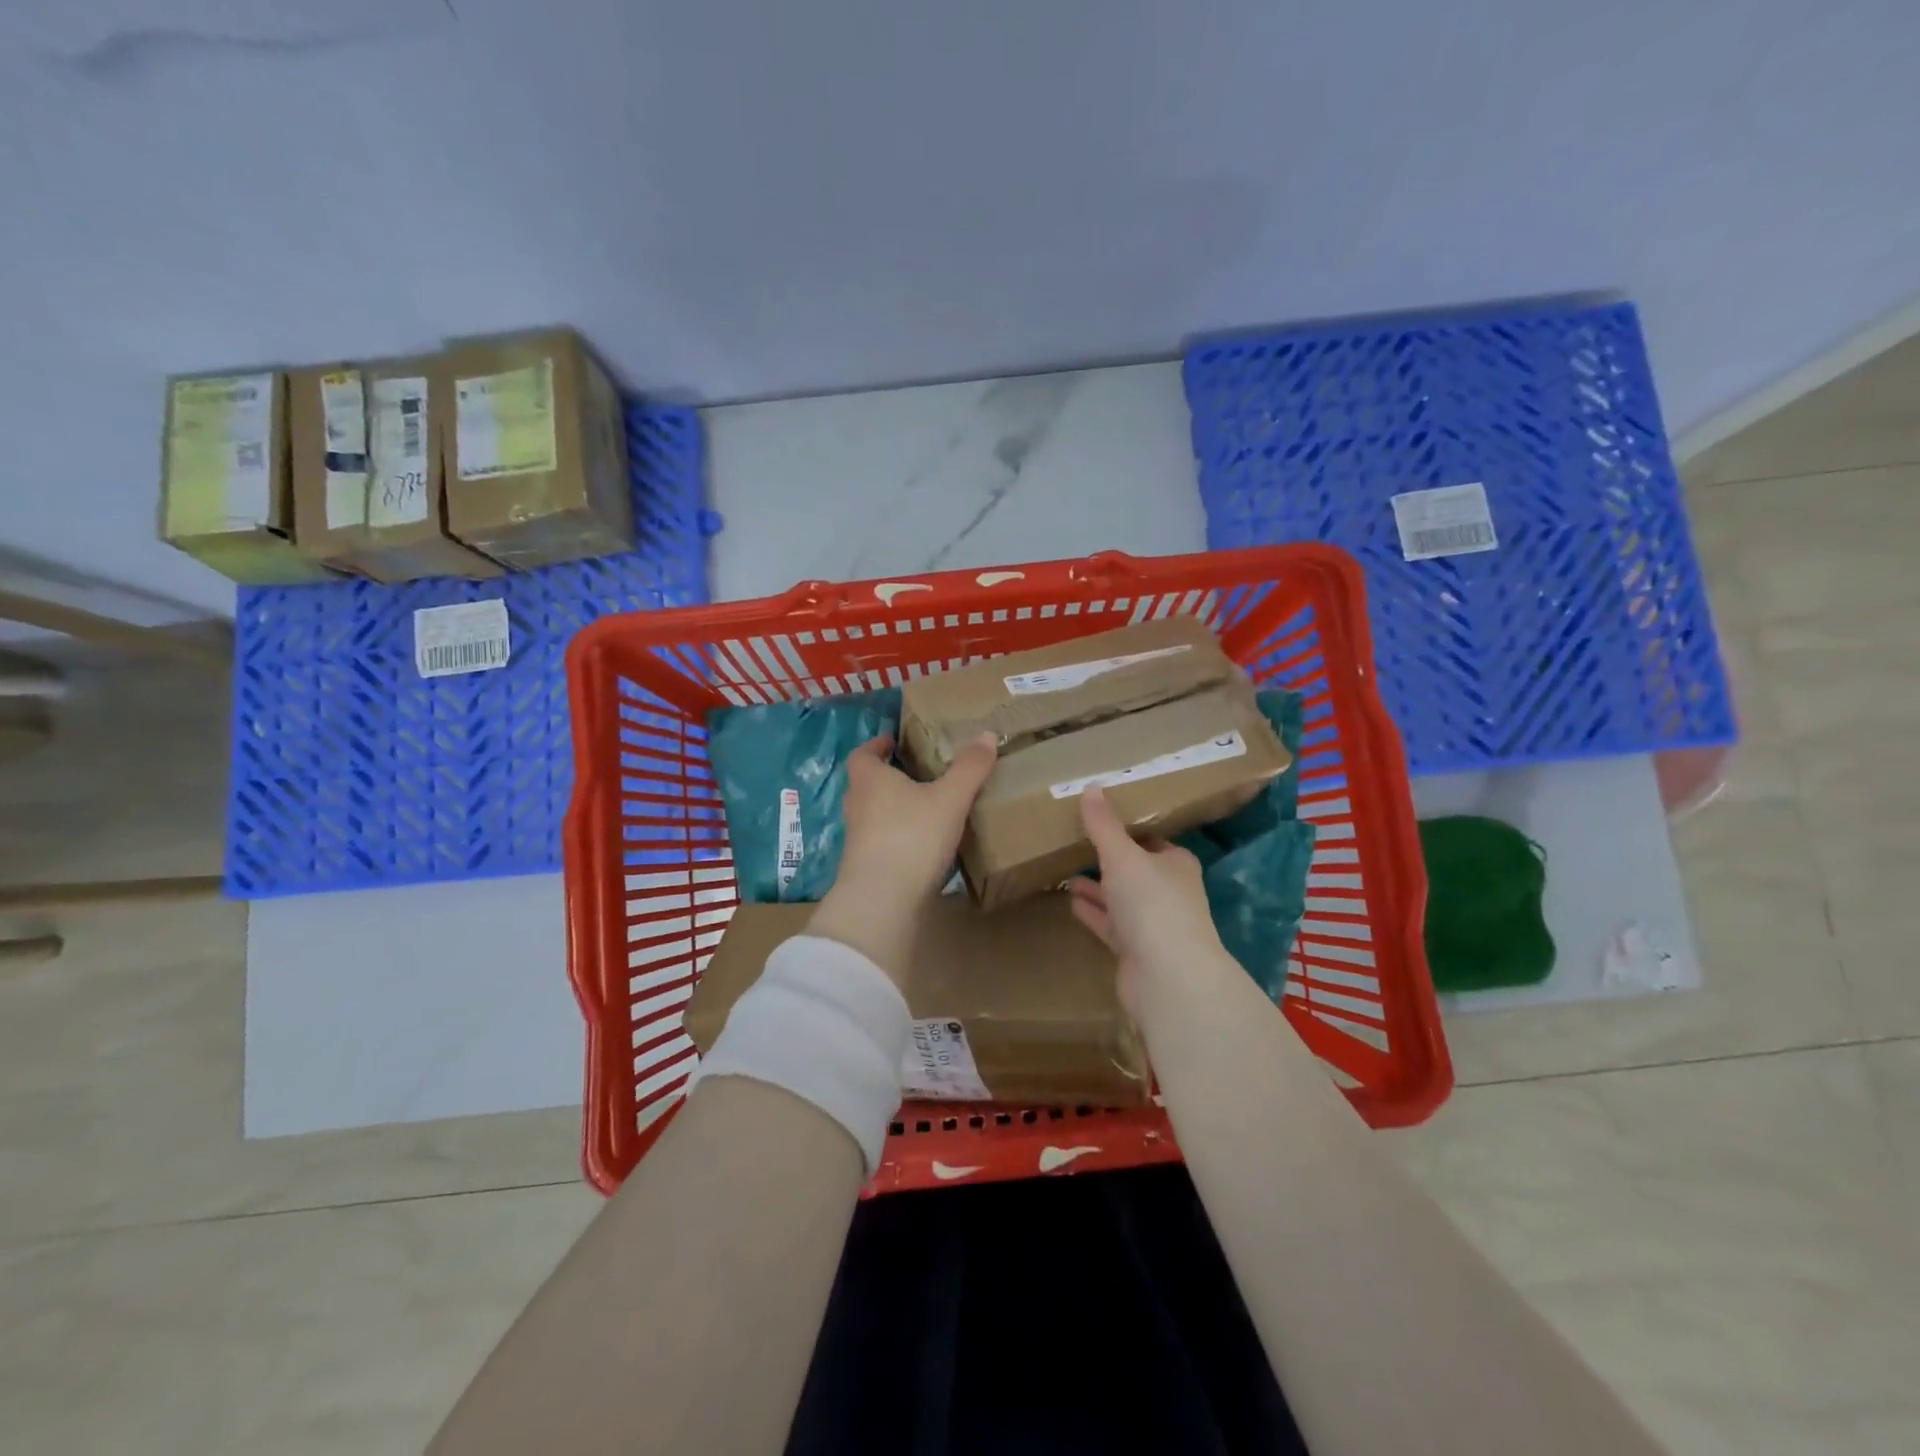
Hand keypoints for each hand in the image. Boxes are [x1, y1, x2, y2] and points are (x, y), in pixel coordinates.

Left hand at [807, 732, 996, 979]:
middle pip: (867, 783)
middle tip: (917, 773)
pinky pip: (881, 841)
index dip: (877, 745)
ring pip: (873, 814)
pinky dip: (898, 837)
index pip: (863, 754)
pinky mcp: (864, 867)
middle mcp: (857, 805)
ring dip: (893, 808)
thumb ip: (969, 768)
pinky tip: (922, 844)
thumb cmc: (912, 836)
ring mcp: (857, 839)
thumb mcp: (949, 799)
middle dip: (889, 776)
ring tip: (925, 807)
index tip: (893, 742)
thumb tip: (986, 734)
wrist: (882, 900)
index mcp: (870, 780)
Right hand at [1068, 785, 1232, 1015]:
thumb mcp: (1122, 855)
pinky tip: (1072, 904)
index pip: (1152, 841)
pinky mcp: (1137, 953)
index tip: (1100, 822)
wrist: (1166, 975)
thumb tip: (1090, 786)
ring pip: (1122, 900)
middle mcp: (1170, 892)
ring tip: (1067, 875)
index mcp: (1176, 864)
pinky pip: (1111, 926)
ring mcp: (1155, 925)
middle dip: (1109, 862)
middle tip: (1077, 846)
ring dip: (1098, 889)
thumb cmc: (1151, 902)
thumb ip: (1104, 824)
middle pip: (1136, 872)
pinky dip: (1094, 914)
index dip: (1128, 832)